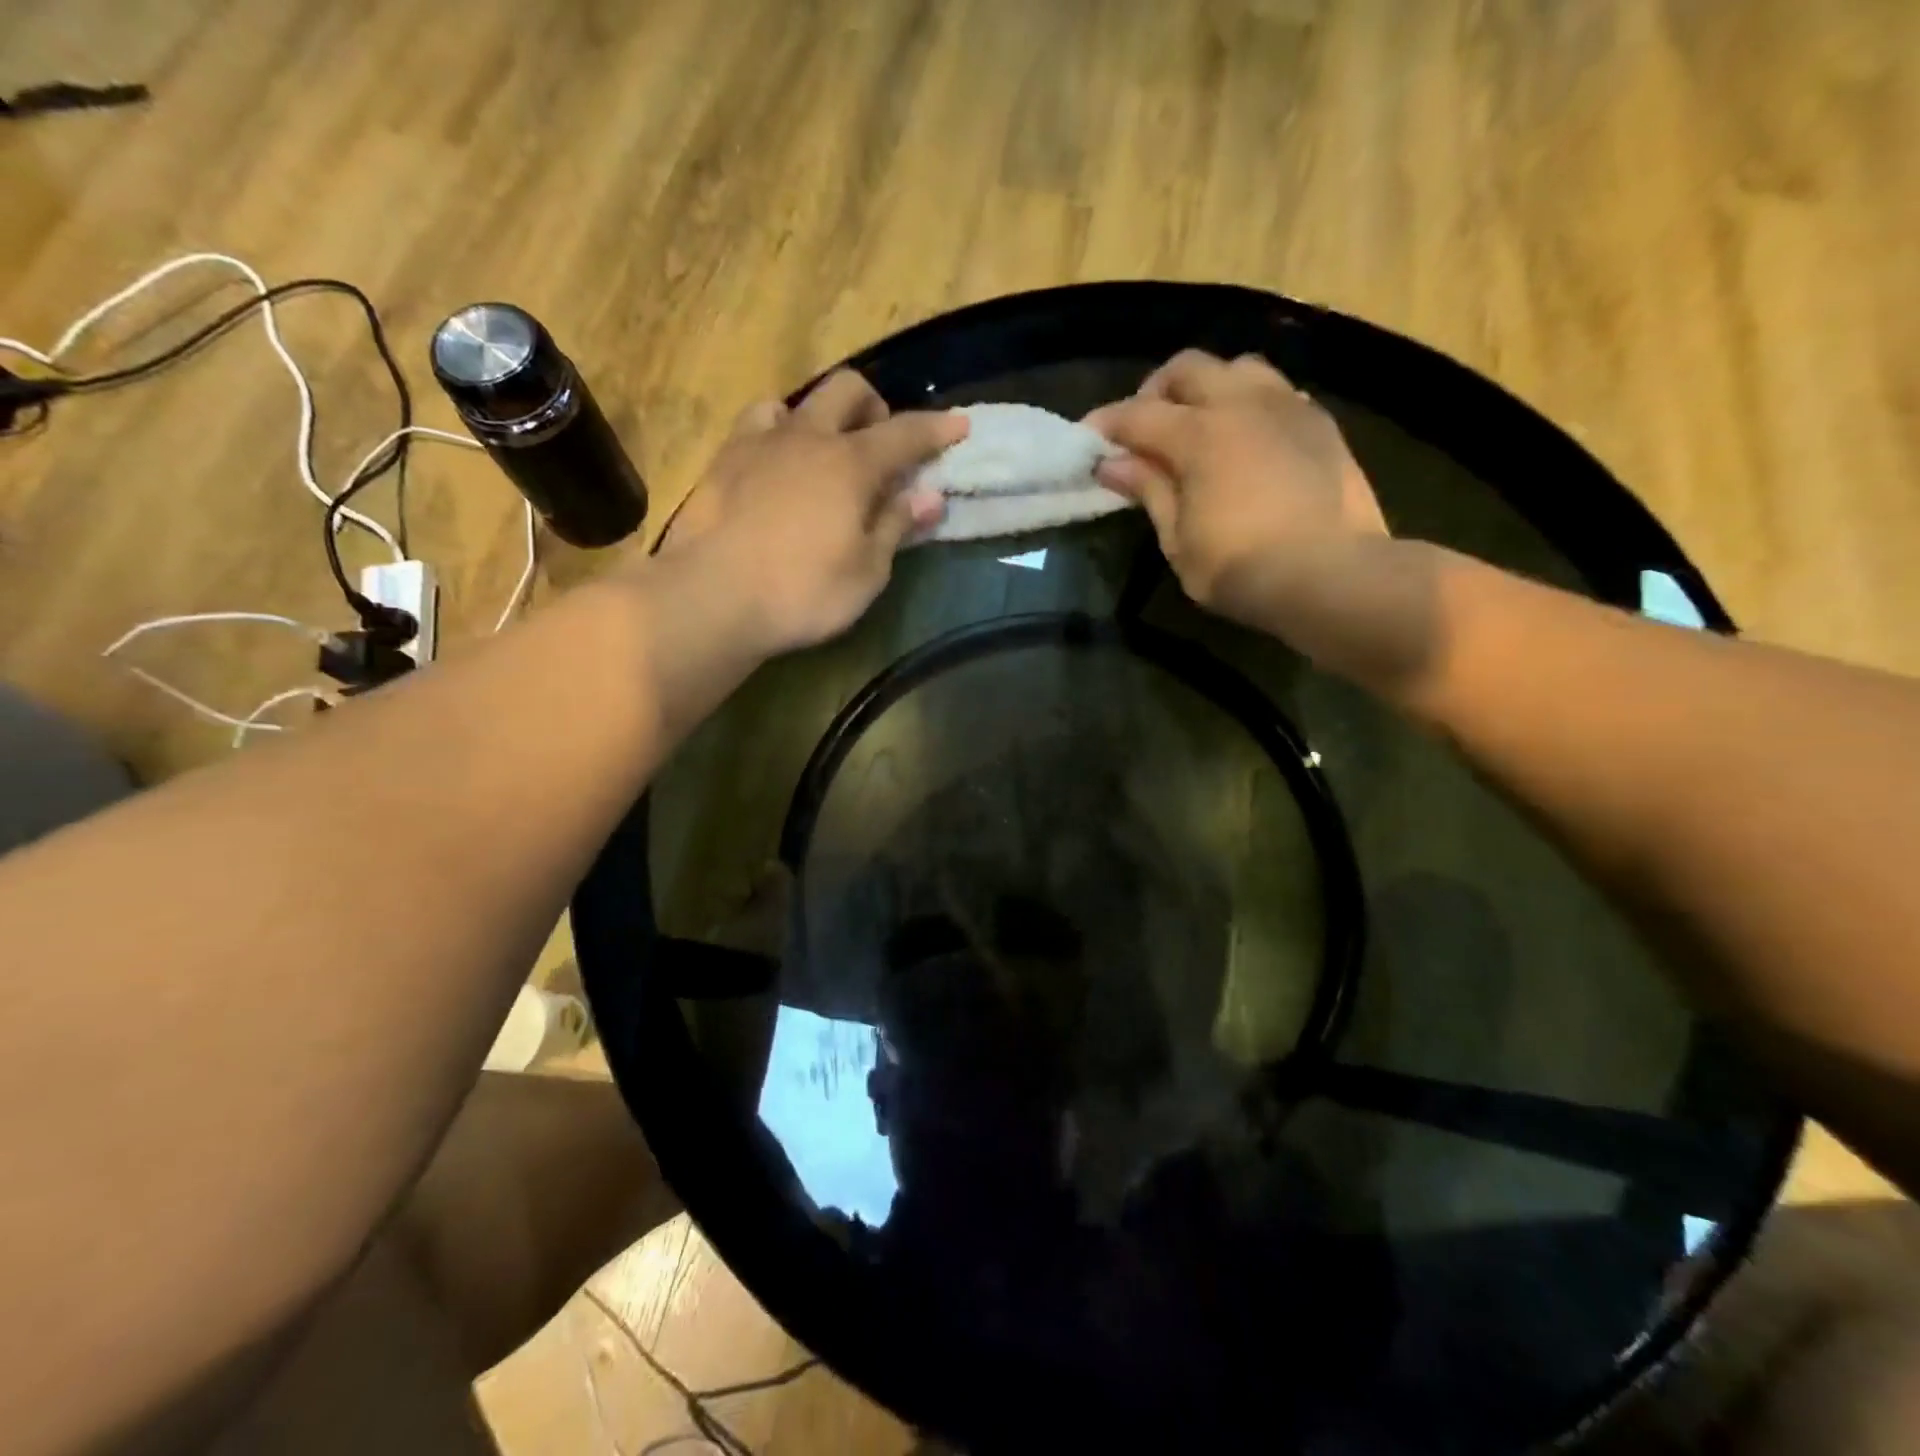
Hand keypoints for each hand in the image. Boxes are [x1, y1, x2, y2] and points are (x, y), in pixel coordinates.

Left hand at [662, 370, 966, 654]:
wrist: (711, 597)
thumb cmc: (802, 592)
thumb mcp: (866, 572)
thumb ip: (896, 526)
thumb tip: (930, 496)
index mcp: (851, 464)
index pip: (905, 433)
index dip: (936, 429)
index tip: (960, 424)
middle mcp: (807, 437)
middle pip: (848, 390)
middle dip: (875, 407)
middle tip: (882, 446)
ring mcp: (759, 443)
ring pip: (796, 401)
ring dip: (821, 417)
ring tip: (823, 455)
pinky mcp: (722, 461)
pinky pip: (756, 424)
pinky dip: (778, 433)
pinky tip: (776, 464)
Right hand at [1087, 349, 1387, 628]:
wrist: (1332, 575)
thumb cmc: (1239, 567)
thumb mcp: (1178, 540)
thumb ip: (1149, 491)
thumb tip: (1113, 463)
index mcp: (1199, 434)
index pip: (1138, 414)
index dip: (1106, 424)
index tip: (1087, 438)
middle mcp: (1242, 404)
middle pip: (1189, 368)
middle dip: (1157, 390)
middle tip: (1144, 426)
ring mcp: (1288, 407)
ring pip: (1239, 368)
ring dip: (1209, 387)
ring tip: (1200, 424)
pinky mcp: (1321, 423)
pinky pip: (1278, 392)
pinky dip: (1250, 404)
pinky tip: (1248, 438)